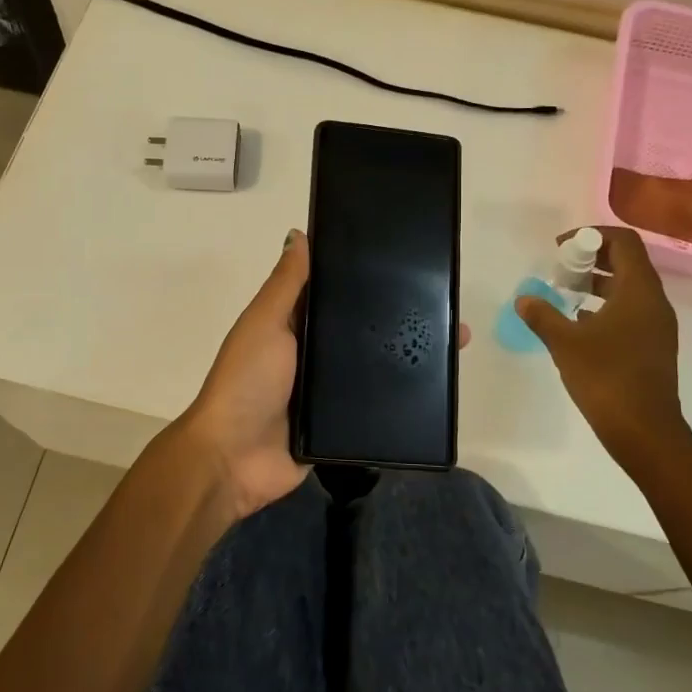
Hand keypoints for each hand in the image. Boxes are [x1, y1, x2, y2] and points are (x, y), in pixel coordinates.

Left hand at [180, 230, 475, 519]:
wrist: (235, 459)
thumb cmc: (247, 381)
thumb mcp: (265, 323)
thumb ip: (286, 285)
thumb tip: (299, 233)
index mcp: (294, 324)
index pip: (336, 293)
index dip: (366, 278)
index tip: (409, 262)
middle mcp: (313, 354)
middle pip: (362, 331)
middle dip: (400, 319)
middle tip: (447, 306)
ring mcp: (328, 392)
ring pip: (374, 367)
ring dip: (408, 356)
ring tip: (455, 339)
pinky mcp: (341, 426)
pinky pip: (375, 406)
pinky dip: (401, 397)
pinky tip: (439, 386)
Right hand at [517, 226, 690, 463]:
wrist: (645, 431)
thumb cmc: (606, 378)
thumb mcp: (565, 343)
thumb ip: (543, 315)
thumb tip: (524, 299)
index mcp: (639, 291)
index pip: (624, 242)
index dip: (592, 236)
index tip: (562, 248)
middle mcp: (654, 302)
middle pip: (627, 262)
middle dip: (592, 258)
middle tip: (560, 269)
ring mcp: (657, 325)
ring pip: (628, 288)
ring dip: (597, 283)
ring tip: (565, 294)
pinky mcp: (653, 346)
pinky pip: (630, 311)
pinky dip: (606, 307)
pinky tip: (579, 324)